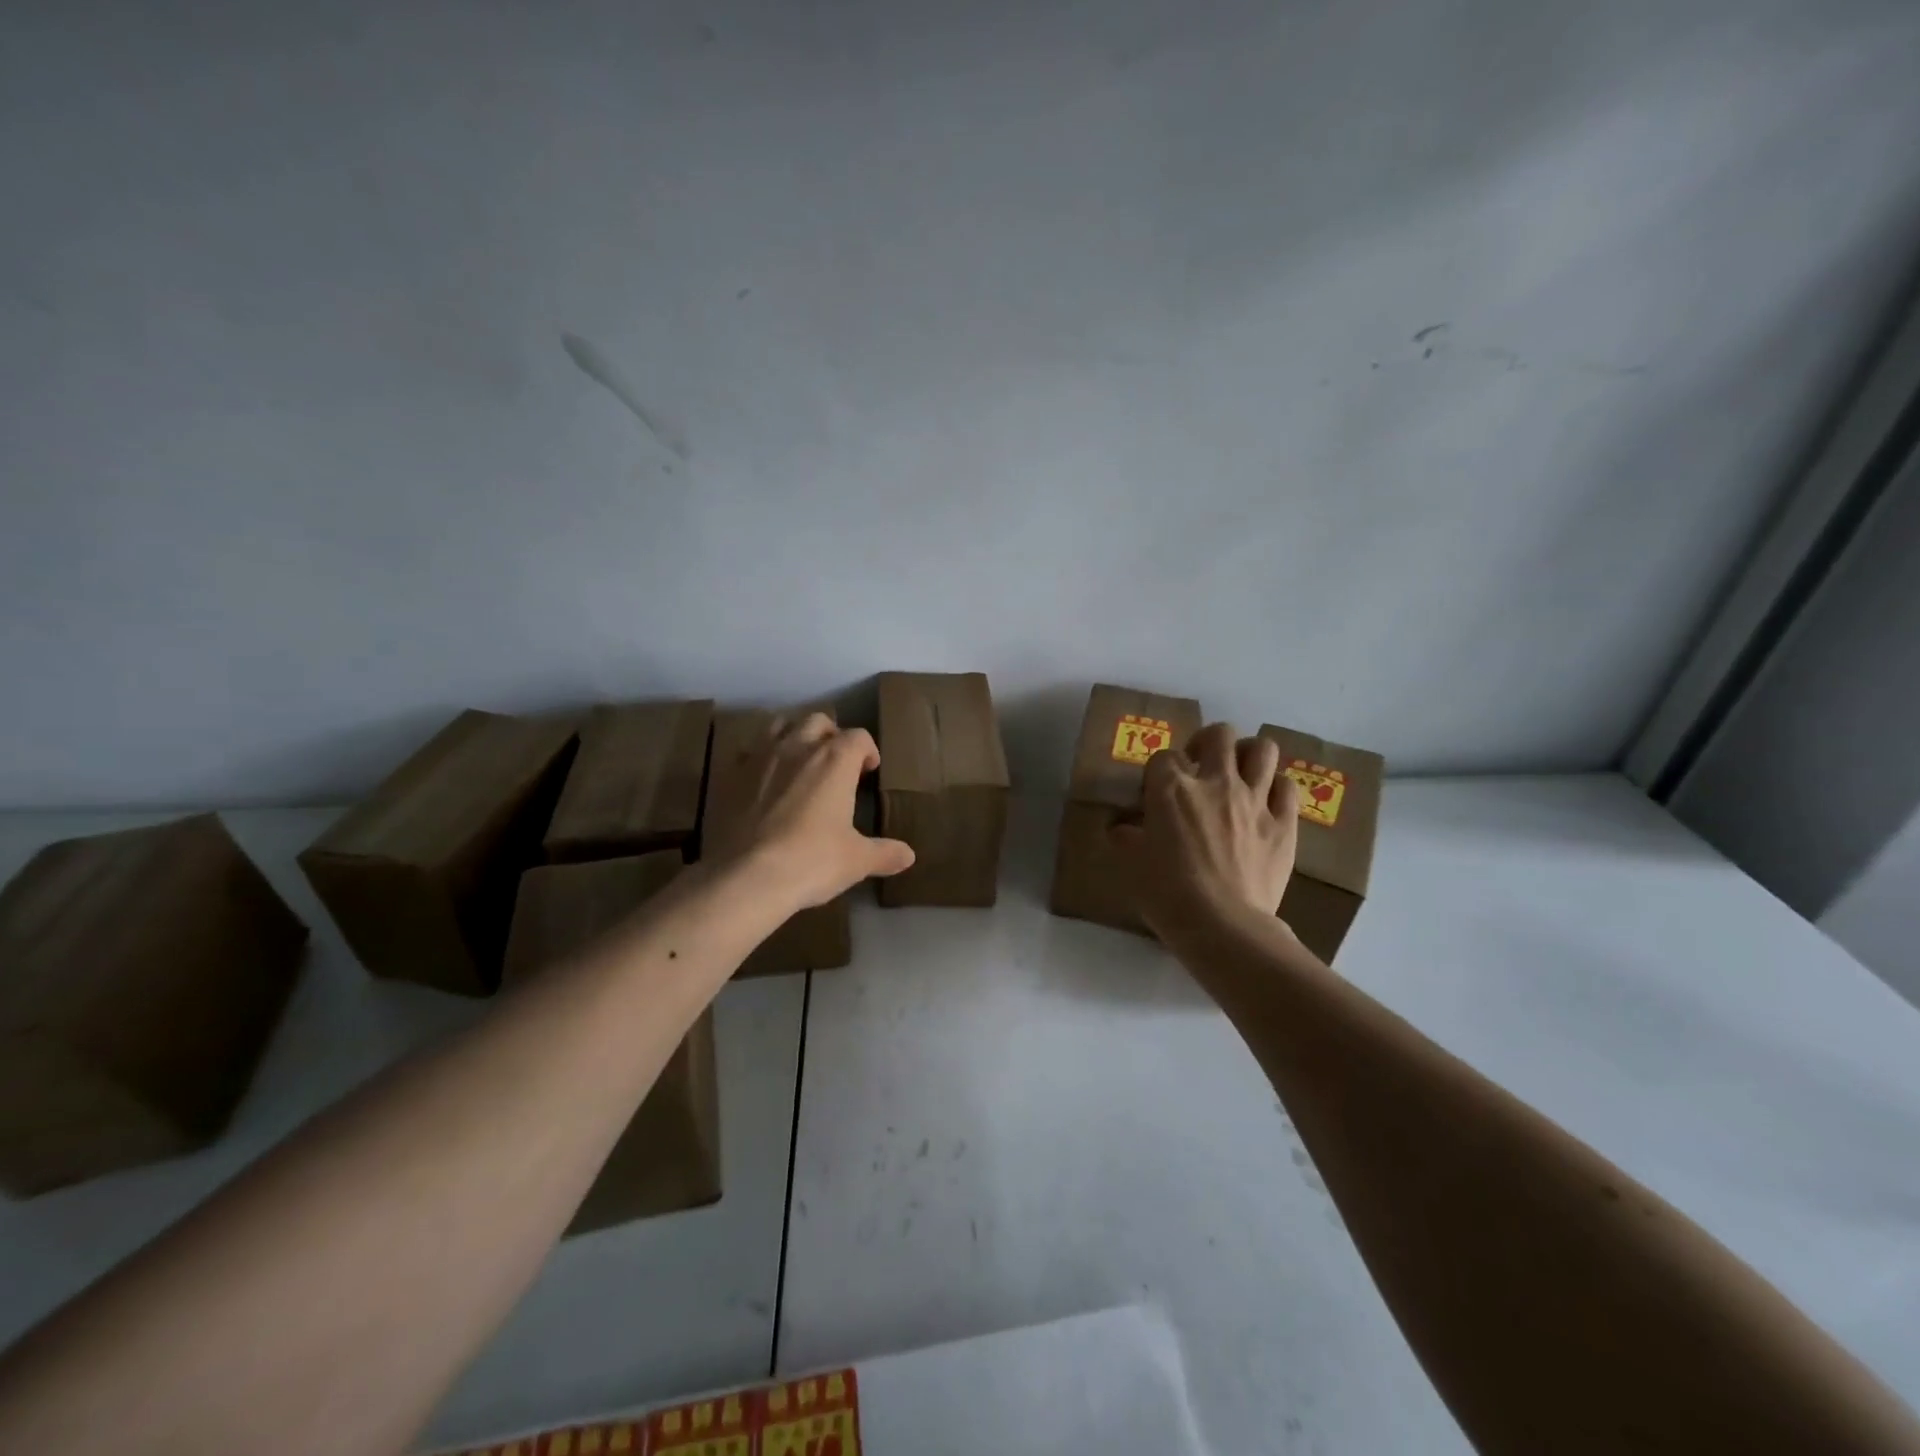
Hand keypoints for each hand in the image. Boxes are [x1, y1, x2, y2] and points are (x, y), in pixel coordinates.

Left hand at [709, 712, 914, 908]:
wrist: (746, 876)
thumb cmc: (811, 861)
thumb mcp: (856, 860)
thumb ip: (884, 853)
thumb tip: (909, 855)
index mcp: (835, 760)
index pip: (858, 737)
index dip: (867, 751)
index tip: (869, 770)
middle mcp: (798, 747)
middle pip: (818, 721)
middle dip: (831, 735)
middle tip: (836, 763)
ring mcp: (760, 757)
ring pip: (780, 725)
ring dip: (793, 736)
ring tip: (799, 761)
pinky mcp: (730, 775)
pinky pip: (748, 752)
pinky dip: (761, 759)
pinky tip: (764, 782)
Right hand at [1109, 722, 1300, 935]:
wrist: (1223, 926)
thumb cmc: (1167, 894)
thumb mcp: (1131, 864)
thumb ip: (1125, 837)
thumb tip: (1122, 828)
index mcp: (1172, 789)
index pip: (1164, 756)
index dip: (1160, 770)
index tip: (1157, 791)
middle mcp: (1215, 782)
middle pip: (1219, 735)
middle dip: (1207, 743)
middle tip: (1200, 766)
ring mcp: (1254, 800)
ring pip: (1261, 749)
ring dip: (1247, 754)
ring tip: (1238, 773)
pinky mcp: (1284, 823)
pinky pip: (1287, 786)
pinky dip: (1275, 787)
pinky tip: (1265, 801)